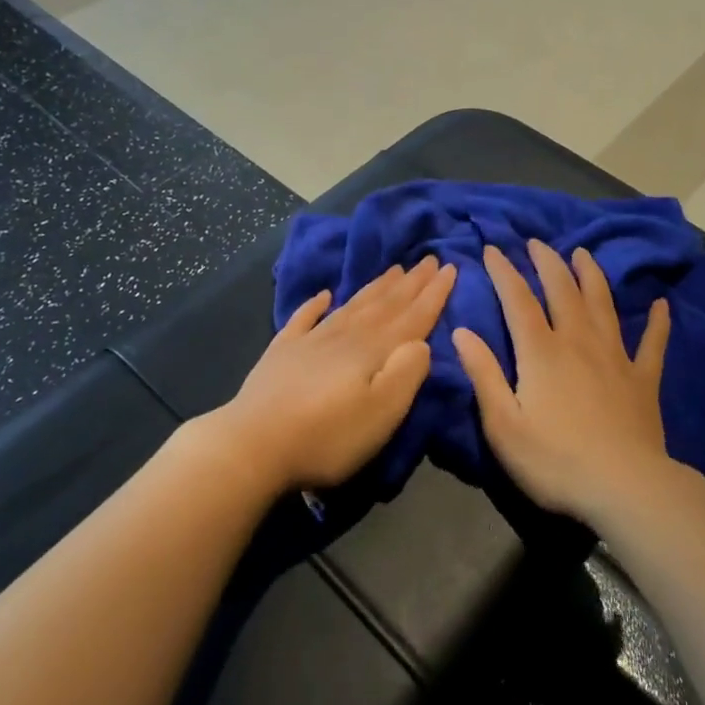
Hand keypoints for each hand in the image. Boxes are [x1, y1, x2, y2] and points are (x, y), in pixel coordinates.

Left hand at [210, 255, 455, 494]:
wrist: (253, 446)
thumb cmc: (328, 436)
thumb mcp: (382, 412)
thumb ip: (407, 373)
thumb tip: (421, 342)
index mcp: (374, 350)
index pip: (413, 316)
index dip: (434, 293)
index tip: (450, 267)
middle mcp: (346, 336)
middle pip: (385, 304)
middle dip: (411, 283)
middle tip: (429, 259)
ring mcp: (311, 341)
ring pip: (352, 306)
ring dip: (376, 287)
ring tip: (394, 269)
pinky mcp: (282, 354)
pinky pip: (304, 319)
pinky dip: (315, 304)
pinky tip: (324, 294)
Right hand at [453, 240, 675, 529]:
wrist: (624, 487)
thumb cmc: (555, 460)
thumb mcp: (503, 424)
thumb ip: (483, 374)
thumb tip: (461, 331)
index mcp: (541, 352)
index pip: (518, 300)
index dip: (504, 272)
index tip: (492, 249)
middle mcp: (578, 342)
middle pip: (562, 291)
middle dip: (548, 263)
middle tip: (538, 242)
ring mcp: (615, 357)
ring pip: (602, 304)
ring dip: (592, 276)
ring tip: (584, 254)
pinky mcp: (643, 379)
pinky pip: (652, 343)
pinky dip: (657, 322)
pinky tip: (661, 305)